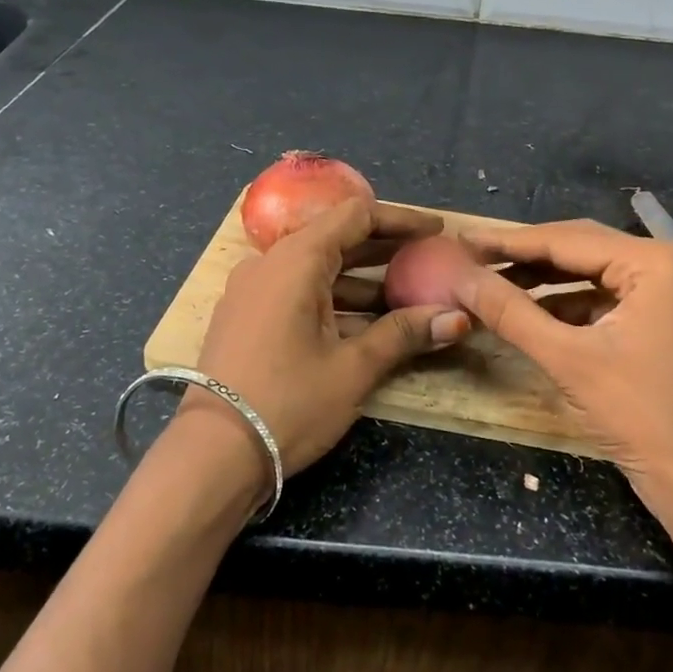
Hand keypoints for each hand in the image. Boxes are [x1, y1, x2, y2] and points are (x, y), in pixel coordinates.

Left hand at [191, 198, 470, 481]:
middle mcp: (270, 263)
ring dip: (361, 279)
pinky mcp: (246, 316)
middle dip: (384, 249)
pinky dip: (334, 299)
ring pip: (317, 269)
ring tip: (406, 297)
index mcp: (296, 260)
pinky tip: (365, 323)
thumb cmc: (289, 403)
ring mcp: (253, 290)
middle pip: (335, 238)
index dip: (401, 220)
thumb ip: (404, 334)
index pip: (355, 216)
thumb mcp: (353, 368)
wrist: (213, 455)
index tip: (437, 232)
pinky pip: (297, 291)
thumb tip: (459, 318)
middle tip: (428, 260)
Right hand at [451, 219, 672, 505]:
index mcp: (655, 262)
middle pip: (582, 248)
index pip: (567, 239)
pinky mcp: (667, 319)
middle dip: (526, 256)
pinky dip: (570, 304)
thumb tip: (460, 277)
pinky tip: (533, 313)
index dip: (509, 241)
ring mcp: (672, 292)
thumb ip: (510, 312)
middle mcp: (669, 264)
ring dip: (545, 281)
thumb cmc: (640, 415)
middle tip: (473, 258)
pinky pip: (608, 298)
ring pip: (593, 273)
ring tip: (494, 283)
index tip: (463, 239)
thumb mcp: (567, 359)